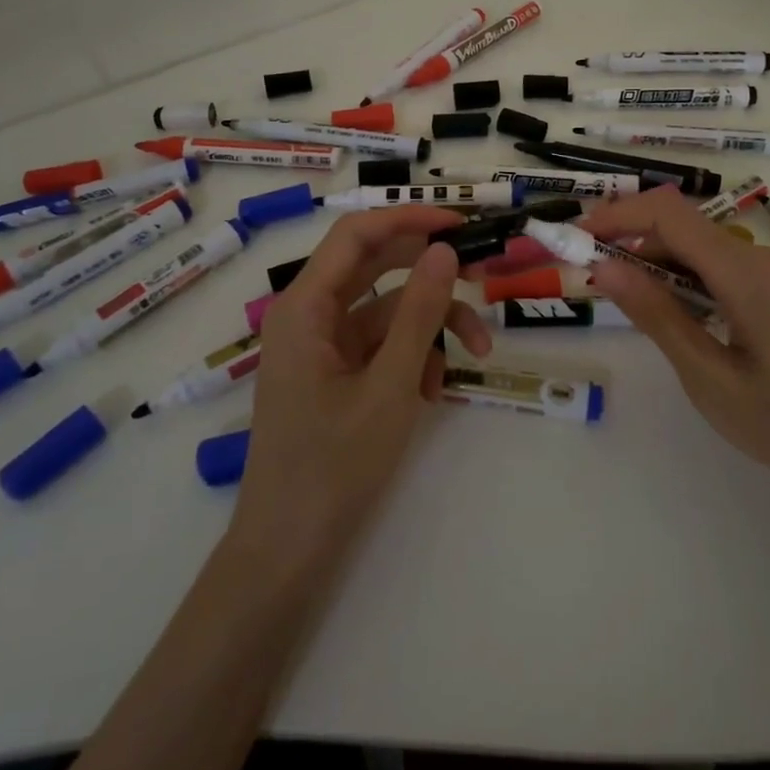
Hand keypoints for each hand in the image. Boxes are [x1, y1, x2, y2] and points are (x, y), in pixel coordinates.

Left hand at [228, 208, 492, 579]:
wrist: (288, 551)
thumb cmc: (333, 466)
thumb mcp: (389, 385)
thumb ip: (419, 313)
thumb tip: (445, 250)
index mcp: (305, 306)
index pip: (358, 234)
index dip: (410, 218)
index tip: (461, 224)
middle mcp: (310, 315)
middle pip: (377, 268)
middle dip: (431, 274)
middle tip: (481, 275)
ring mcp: (323, 346)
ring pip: (387, 310)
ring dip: (432, 326)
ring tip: (476, 355)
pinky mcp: (335, 373)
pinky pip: (381, 345)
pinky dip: (412, 357)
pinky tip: (432, 392)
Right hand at [581, 187, 769, 517]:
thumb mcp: (711, 380)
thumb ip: (657, 316)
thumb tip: (605, 267)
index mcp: (744, 271)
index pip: (667, 212)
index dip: (615, 215)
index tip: (574, 240)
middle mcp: (761, 258)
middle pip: (683, 227)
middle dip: (630, 242)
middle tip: (591, 280)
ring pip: (702, 248)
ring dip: (658, 263)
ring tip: (626, 302)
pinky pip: (724, 270)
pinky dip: (687, 281)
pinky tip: (675, 317)